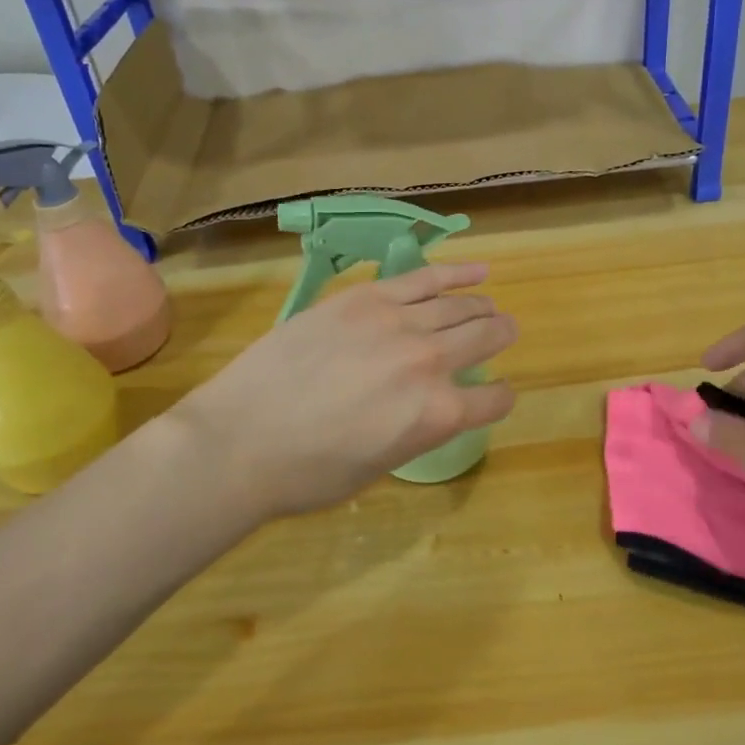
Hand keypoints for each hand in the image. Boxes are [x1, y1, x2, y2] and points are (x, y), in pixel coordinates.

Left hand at [164, 263, 516, 521]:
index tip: (493, 395)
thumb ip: (416, 431)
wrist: (239, 440)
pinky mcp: (365, 298)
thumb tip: (428, 408)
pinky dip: (456, 273)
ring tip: (489, 306)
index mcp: (438, 416)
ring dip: (482, 306)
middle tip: (505, 333)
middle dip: (501, 337)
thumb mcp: (378, 468)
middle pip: (485, 338)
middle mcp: (430, 362)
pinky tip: (478, 271)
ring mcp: (397, 323)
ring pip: (459, 306)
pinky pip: (423, 278)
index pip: (493, 399)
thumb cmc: (307, 474)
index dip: (498, 398)